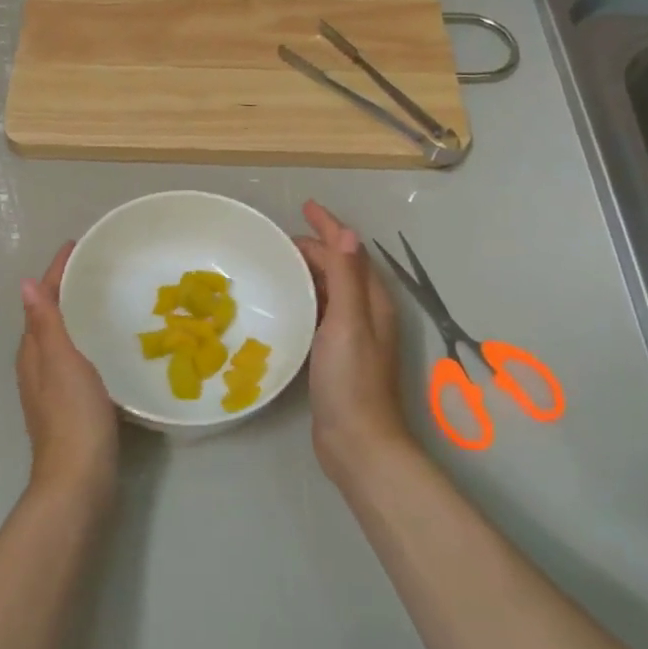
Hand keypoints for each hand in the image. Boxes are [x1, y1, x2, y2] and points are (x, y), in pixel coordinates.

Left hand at [17, 243, 119, 504]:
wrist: (79, 478)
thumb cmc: (73, 416)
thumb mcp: (61, 363)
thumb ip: (46, 324)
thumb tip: (26, 283)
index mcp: (33, 352)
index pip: (42, 301)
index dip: (56, 273)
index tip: (76, 247)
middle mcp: (37, 366)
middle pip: (49, 317)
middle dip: (66, 290)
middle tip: (95, 268)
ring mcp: (51, 388)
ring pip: (61, 338)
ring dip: (77, 315)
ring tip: (104, 298)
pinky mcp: (70, 405)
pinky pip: (76, 359)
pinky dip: (87, 341)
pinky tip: (107, 345)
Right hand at [293, 200, 416, 483]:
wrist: (357, 442)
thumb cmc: (352, 380)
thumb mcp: (349, 323)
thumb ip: (347, 278)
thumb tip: (346, 232)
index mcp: (372, 301)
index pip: (350, 252)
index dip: (329, 227)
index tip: (305, 207)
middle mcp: (365, 313)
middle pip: (339, 268)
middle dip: (314, 248)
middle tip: (277, 242)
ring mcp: (351, 335)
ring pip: (327, 290)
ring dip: (306, 272)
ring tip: (275, 264)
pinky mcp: (335, 355)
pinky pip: (318, 312)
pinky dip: (303, 298)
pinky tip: (282, 305)